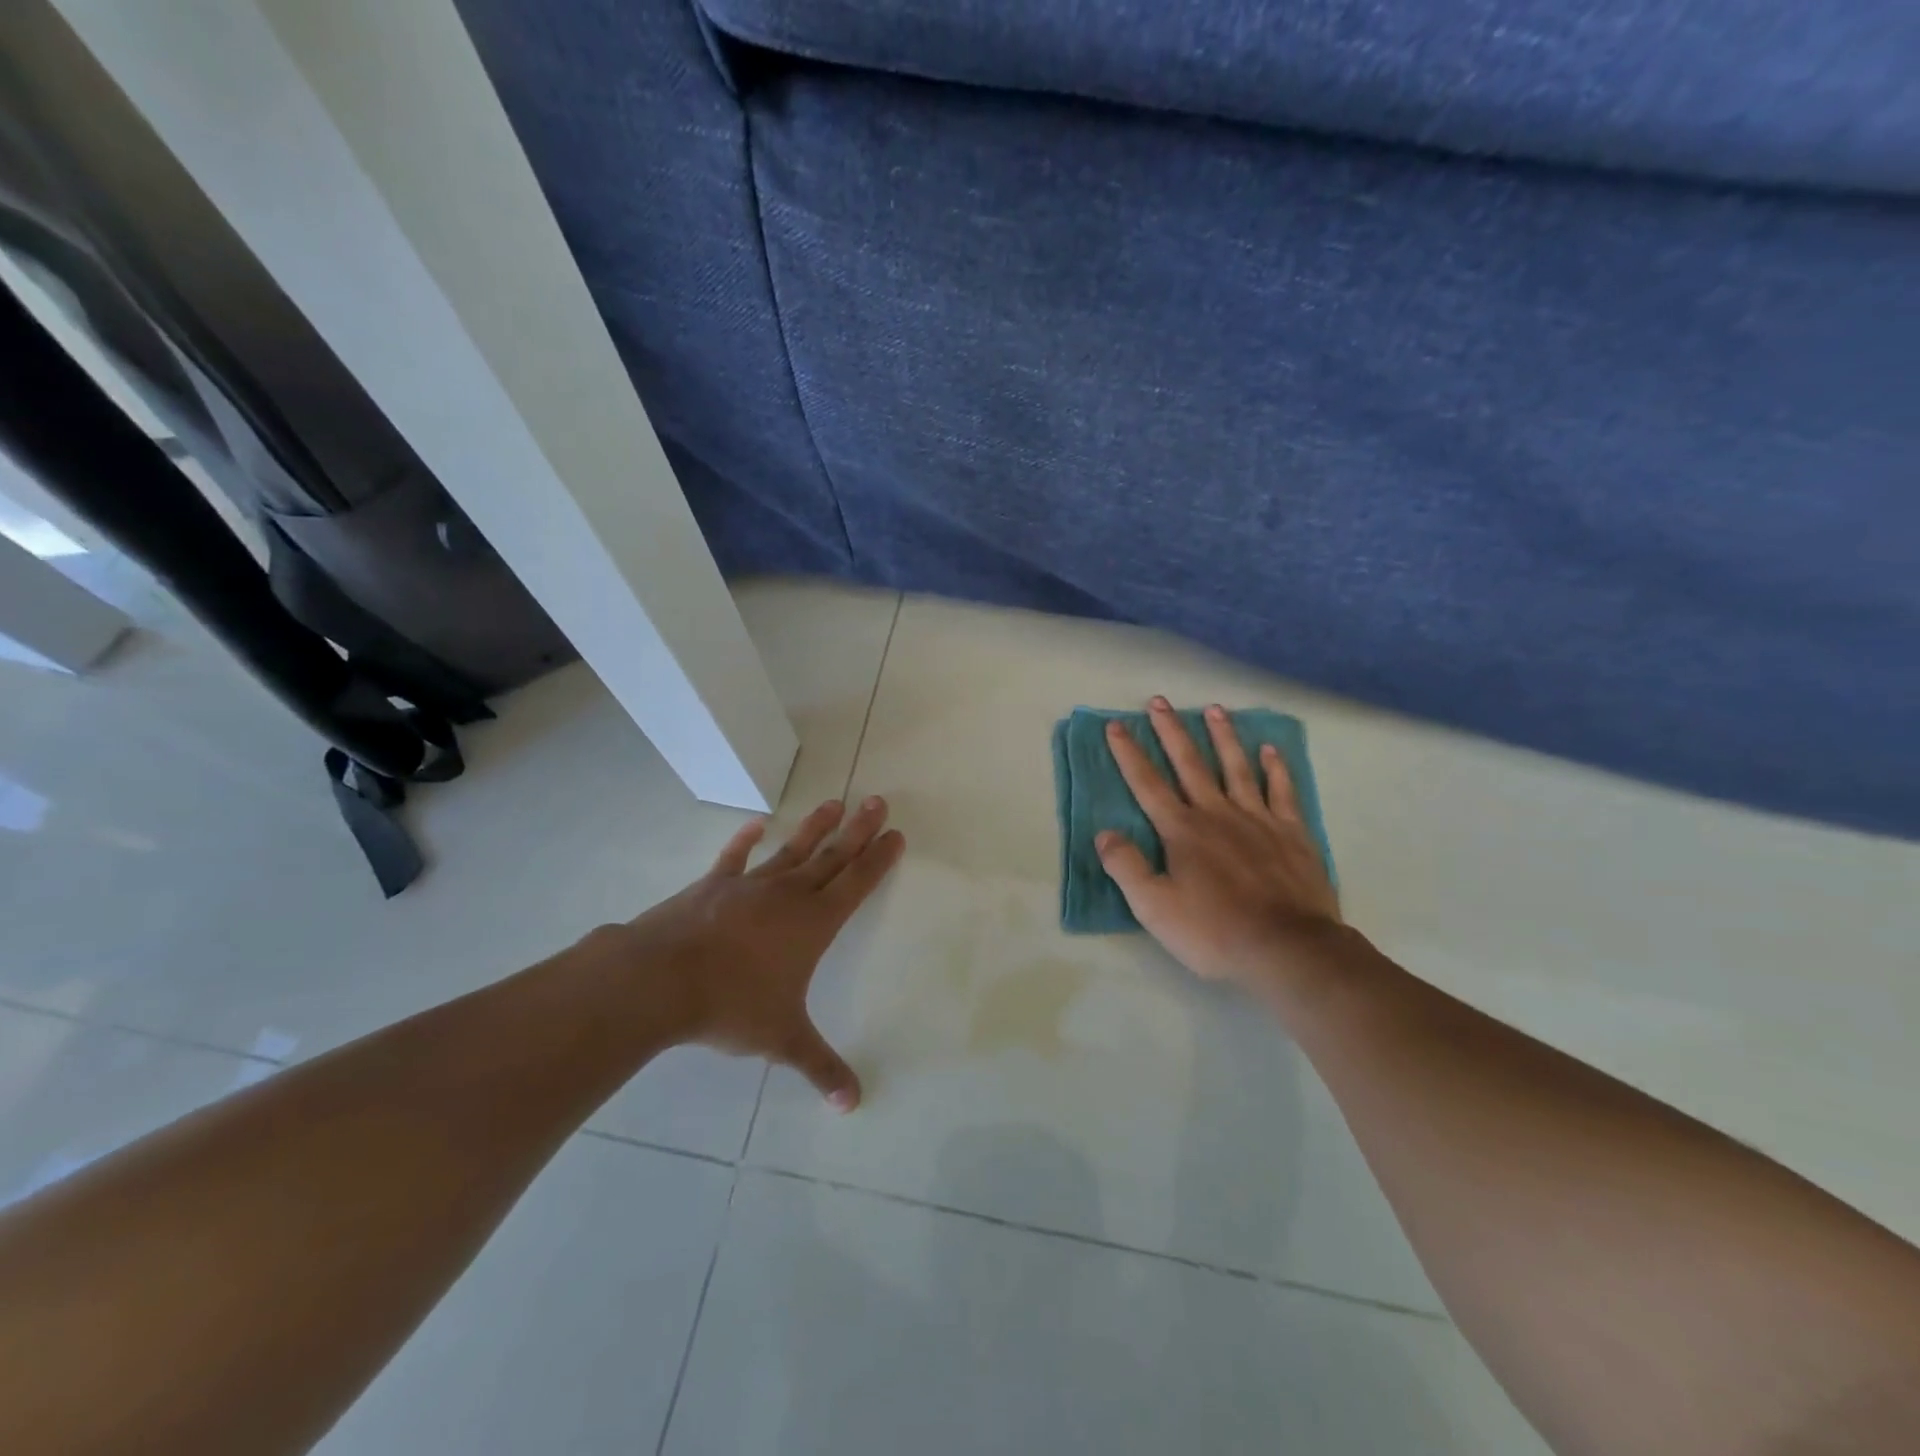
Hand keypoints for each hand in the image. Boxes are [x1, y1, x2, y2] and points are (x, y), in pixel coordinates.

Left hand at [576, 796, 903, 1110]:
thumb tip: (852, 1105)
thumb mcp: (782, 1039)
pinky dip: (746, 841)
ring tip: (834, 802)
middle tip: (877, 801)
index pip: (856, 884)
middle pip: (832, 856)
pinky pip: (735, 858)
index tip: (895, 834)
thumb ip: (820, 1066)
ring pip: (792, 850)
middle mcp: (788, 896)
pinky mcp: (713, 886)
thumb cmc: (731, 1005)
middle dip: (858, 830)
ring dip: (815, 828)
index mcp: (813, 924)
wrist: (661, 980)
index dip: (878, 859)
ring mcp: (749, 886)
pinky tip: (757, 824)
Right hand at [1098, 698, 1341, 991]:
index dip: (1129, 754)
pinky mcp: (1292, 832)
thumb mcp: (1154, 908)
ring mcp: (1258, 819)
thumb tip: (1104, 833)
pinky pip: (1281, 791)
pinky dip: (1275, 768)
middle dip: (1171, 731)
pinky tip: (1270, 750)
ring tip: (1214, 708)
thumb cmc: (1214, 931)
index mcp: (1182, 831)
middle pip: (1189, 764)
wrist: (1288, 948)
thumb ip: (1127, 867)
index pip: (1148, 784)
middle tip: (1159, 701)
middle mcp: (1217, 813)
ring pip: (1236, 767)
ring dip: (1223, 736)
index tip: (1117, 725)